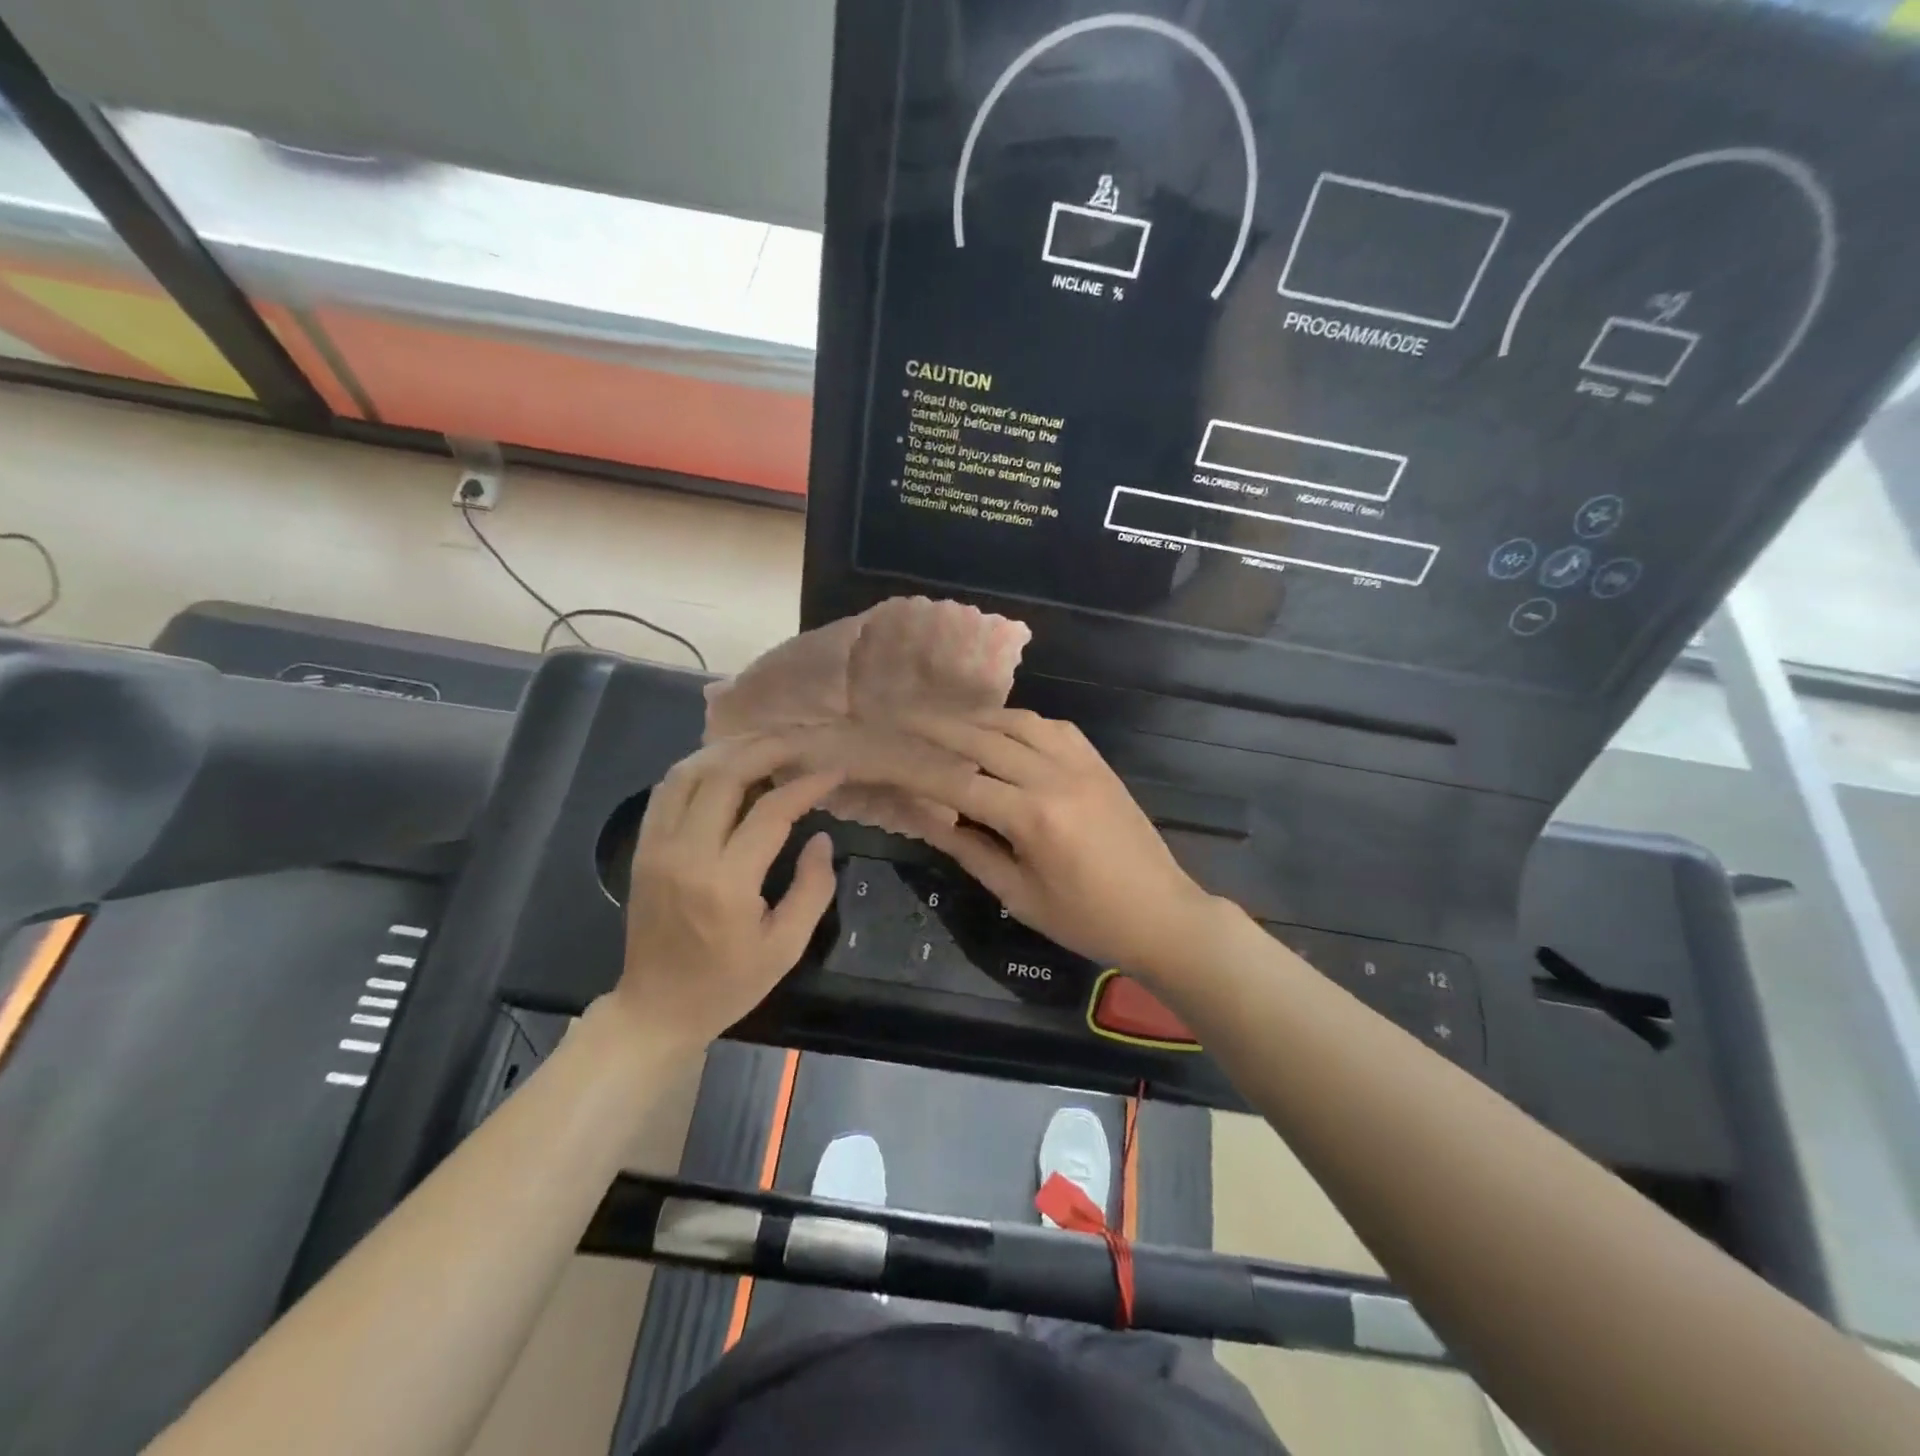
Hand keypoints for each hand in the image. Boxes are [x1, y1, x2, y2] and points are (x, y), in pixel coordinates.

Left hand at [613, 736, 840, 1047]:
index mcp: (726, 883)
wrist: (656, 1008)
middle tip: (801, 743)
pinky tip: (724, 764)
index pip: (771, 812)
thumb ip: (812, 889)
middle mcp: (686, 853)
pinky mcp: (643, 848)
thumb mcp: (785, 947)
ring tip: (765, 743)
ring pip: (690, 773)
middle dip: (768, 749)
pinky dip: (698, 766)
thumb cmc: (728, 984)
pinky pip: (667, 790)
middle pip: (726, 776)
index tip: (834, 772)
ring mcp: (657, 847)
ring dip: (730, 749)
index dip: (807, 785)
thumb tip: (821, 837)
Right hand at [902, 710, 1216, 978]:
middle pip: (983, 739)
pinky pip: (1052, 726)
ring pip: (1018, 721)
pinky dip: (1018, 721)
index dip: (912, 767)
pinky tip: (1000, 730)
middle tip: (899, 716)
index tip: (880, 753)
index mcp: (1033, 817)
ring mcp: (1082, 763)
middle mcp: (1055, 777)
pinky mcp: (1099, 762)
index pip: (956, 782)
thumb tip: (927, 816)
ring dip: (976, 718)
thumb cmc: (1088, 920)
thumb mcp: (1021, 896)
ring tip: (944, 721)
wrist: (1163, 915)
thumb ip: (971, 850)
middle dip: (935, 726)